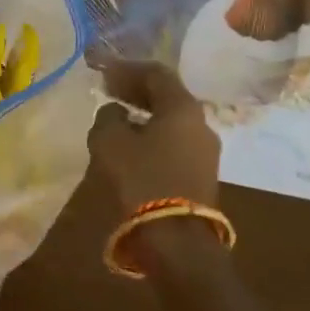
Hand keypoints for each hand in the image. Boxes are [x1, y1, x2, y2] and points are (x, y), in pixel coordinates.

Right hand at [86, 62, 220, 213]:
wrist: (177, 241)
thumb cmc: (141, 179)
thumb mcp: (109, 140)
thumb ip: (108, 116)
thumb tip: (115, 112)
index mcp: (182, 107)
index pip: (156, 73)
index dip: (127, 69)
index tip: (103, 73)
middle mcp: (201, 124)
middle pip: (168, 95)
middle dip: (137, 90)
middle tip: (109, 91)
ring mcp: (205, 151)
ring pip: (172, 120)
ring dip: (145, 114)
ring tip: (118, 118)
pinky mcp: (202, 175)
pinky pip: (175, 142)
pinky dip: (153, 134)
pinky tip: (133, 144)